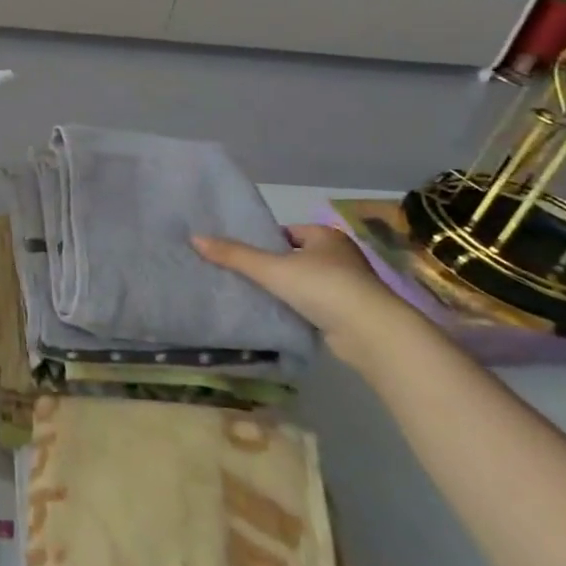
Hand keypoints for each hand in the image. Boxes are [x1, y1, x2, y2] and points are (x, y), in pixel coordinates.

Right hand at [191, 224, 413, 367]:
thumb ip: (234, 255)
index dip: (263, 242)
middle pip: (294, 257)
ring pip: (304, 283)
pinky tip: (277, 315)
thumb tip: (194, 238)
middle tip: (240, 275)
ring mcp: (347, 286)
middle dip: (272, 267)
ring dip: (285, 290)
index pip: (286, 233)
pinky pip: (313, 305)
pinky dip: (297, 309)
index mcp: (325, 236)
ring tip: (253, 296)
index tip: (240, 255)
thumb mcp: (272, 268)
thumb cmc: (323, 287)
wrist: (371, 333)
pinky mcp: (348, 313)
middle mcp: (340, 256)